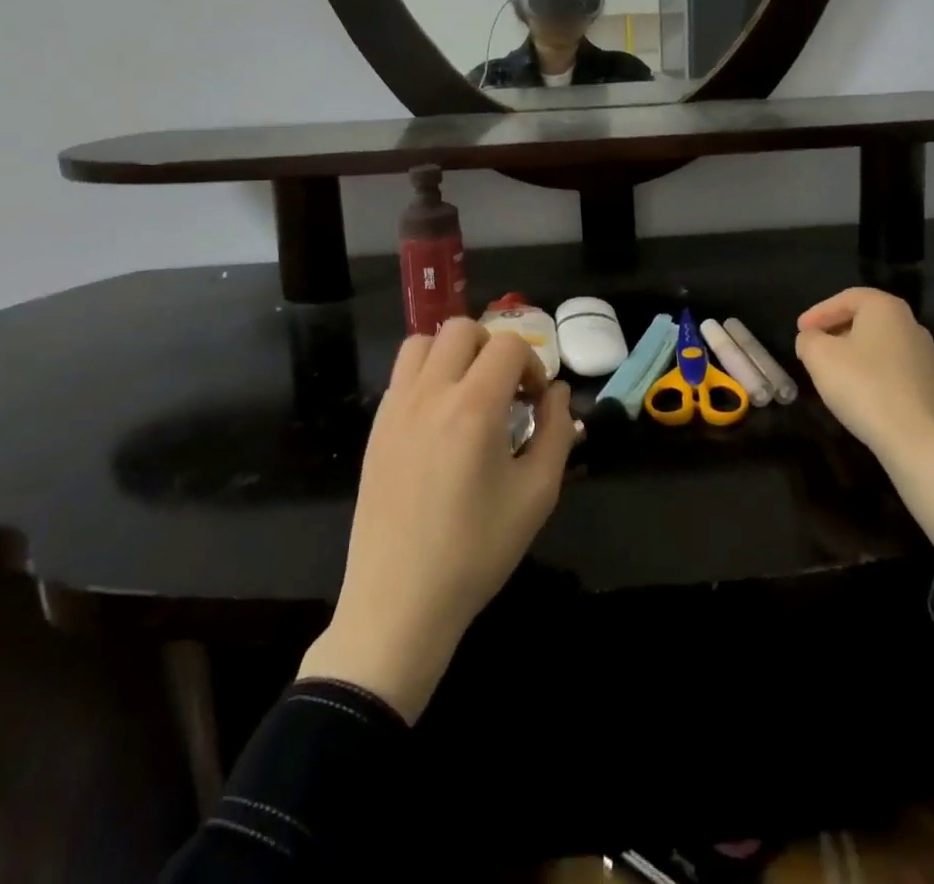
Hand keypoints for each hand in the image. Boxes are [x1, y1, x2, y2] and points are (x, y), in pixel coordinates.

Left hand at [297, 319, 577, 720]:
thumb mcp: (537, 494)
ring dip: (454, 354)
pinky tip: (440, 420)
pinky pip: (402, 375)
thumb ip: (557, 432)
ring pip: (423, 343)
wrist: (399, 603)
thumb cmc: (476, 551)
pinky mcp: (376, 428)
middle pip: (463, 329)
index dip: (533, 365)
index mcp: (474, 407)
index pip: (508, 345)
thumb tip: (558, 393)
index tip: (537, 403)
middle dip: (494, 348)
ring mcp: (395, 408)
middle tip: (506, 392)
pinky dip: (427, 376)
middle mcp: (430, 394)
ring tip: (470, 394)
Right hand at [795, 287, 933, 463]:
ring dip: (854, 354)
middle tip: (814, 348)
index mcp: (886, 308)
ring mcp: (926, 357)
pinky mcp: (933, 387)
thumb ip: (808, 340)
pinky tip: (860, 395)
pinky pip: (893, 371)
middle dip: (836, 331)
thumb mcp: (818, 356)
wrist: (918, 439)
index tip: (800, 329)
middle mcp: (911, 325)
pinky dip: (872, 375)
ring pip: (880, 346)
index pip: (847, 298)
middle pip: (866, 320)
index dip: (819, 312)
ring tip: (833, 374)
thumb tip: (812, 339)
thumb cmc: (863, 385)